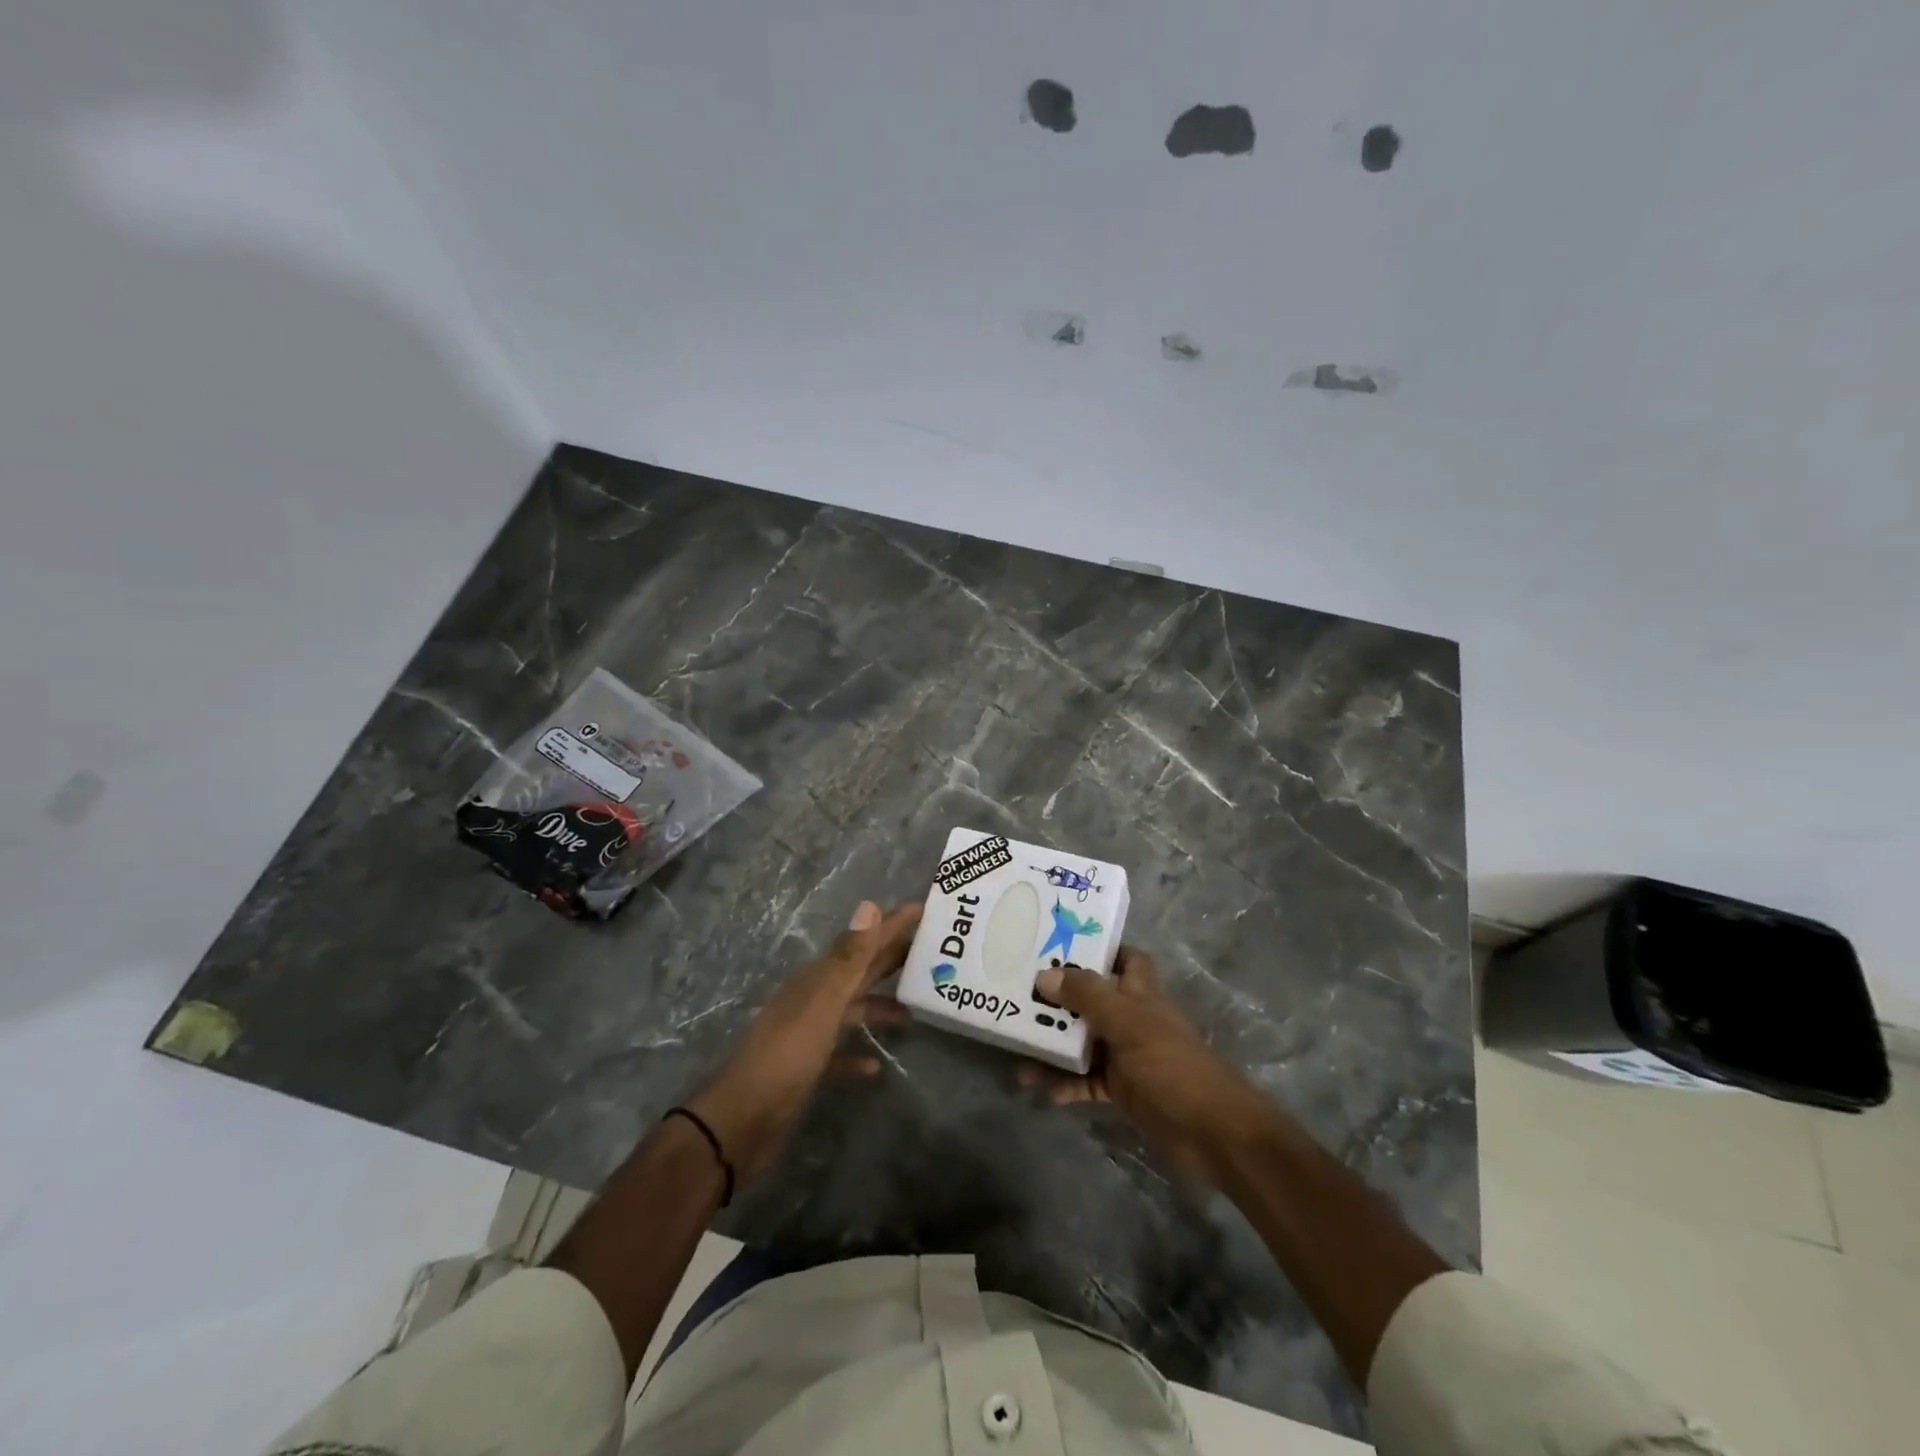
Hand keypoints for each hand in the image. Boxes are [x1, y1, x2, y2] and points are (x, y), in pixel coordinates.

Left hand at [689, 900, 920, 1182]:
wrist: (742, 1122)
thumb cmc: (786, 1057)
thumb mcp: (822, 1005)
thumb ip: (848, 959)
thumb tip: (869, 905)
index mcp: (818, 979)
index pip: (862, 942)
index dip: (891, 924)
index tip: (922, 908)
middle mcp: (814, 998)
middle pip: (860, 971)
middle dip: (892, 958)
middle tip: (931, 949)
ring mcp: (809, 1033)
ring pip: (854, 1009)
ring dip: (881, 1006)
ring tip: (914, 1010)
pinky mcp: (808, 1068)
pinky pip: (840, 1053)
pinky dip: (858, 1055)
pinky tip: (876, 1065)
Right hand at [1023, 947, 1269, 1185]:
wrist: (1211, 1132)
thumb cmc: (1171, 1065)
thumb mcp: (1127, 1022)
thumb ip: (1087, 997)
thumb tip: (1044, 975)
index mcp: (1142, 994)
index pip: (1125, 959)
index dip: (1099, 950)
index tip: (1060, 945)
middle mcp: (1133, 1019)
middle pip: (1093, 1000)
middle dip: (1060, 999)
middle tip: (1020, 995)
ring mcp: (1128, 1056)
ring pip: (1085, 1042)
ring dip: (1055, 1046)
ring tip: (1018, 1049)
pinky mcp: (1124, 1091)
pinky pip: (1087, 1082)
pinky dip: (1066, 1084)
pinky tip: (1040, 1089)